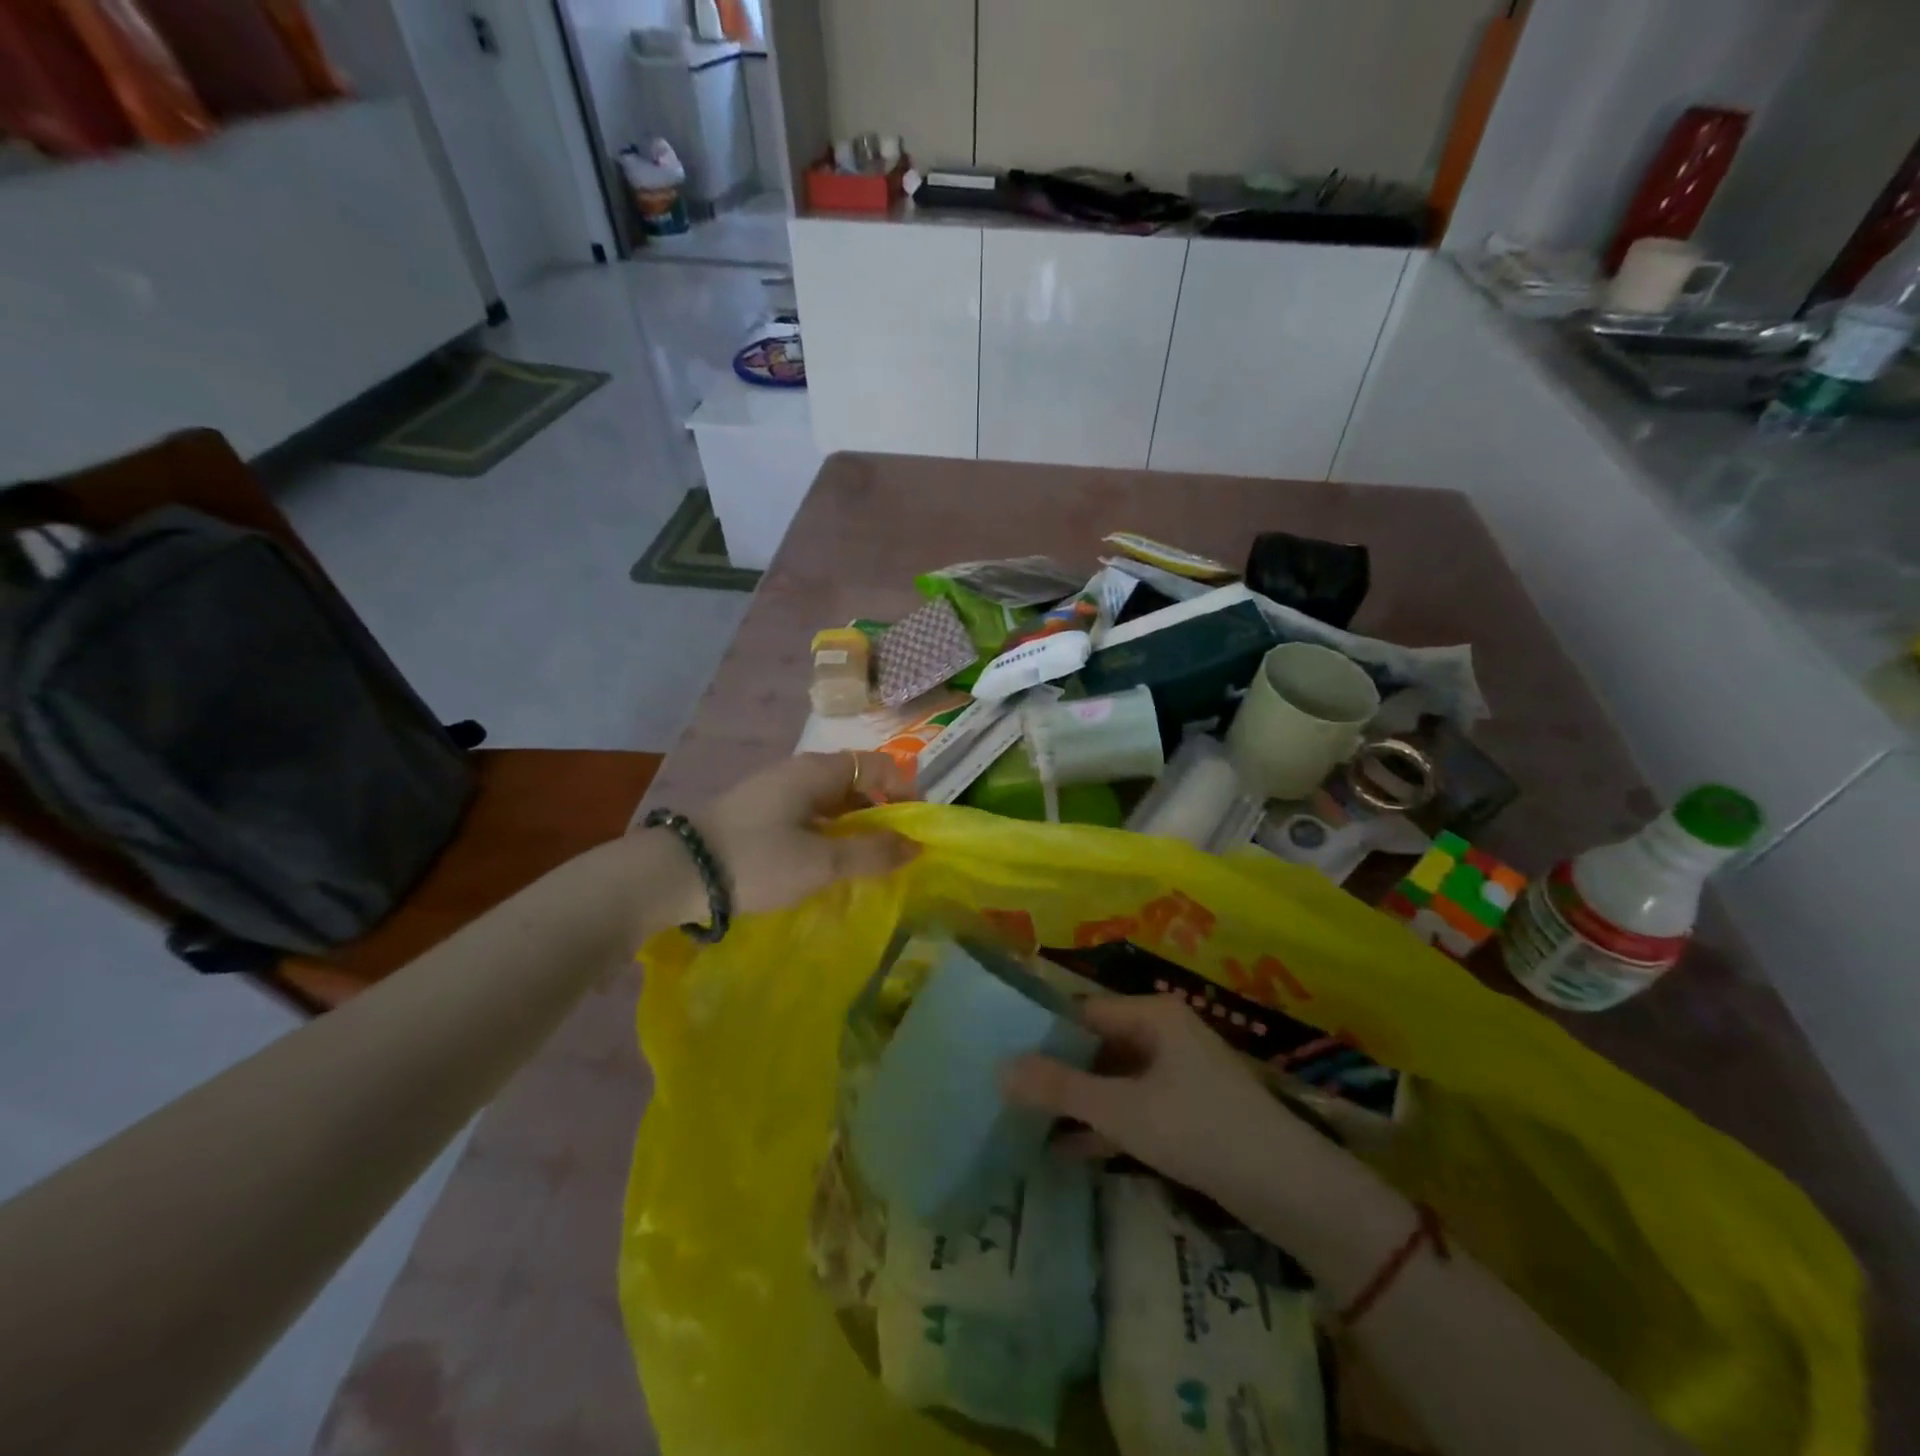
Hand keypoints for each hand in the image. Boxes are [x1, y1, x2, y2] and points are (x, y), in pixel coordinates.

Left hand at [680, 751, 916, 922]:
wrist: (675, 874)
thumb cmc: (757, 860)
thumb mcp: (821, 862)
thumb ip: (872, 853)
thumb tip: (916, 845)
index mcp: (818, 771)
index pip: (880, 765)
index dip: (905, 792)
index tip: (916, 830)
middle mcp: (799, 772)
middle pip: (857, 783)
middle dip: (882, 815)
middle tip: (894, 853)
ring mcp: (776, 792)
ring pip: (832, 803)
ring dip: (855, 828)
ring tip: (864, 864)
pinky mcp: (759, 814)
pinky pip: (809, 816)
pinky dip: (828, 835)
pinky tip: (826, 865)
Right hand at [1000, 994, 1338, 1210]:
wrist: (1291, 1190)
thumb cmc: (1200, 1130)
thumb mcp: (1122, 1110)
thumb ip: (1061, 1089)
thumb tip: (999, 1068)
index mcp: (1152, 1015)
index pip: (1083, 1012)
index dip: (1043, 1033)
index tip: (1002, 1055)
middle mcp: (1165, 1033)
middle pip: (1097, 1045)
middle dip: (1057, 1072)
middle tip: (1009, 1093)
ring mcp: (1178, 1072)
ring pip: (1114, 1079)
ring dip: (1078, 1103)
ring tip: (1029, 1124)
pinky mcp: (1188, 1110)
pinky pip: (1135, 1106)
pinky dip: (1106, 1125)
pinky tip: (1070, 1151)